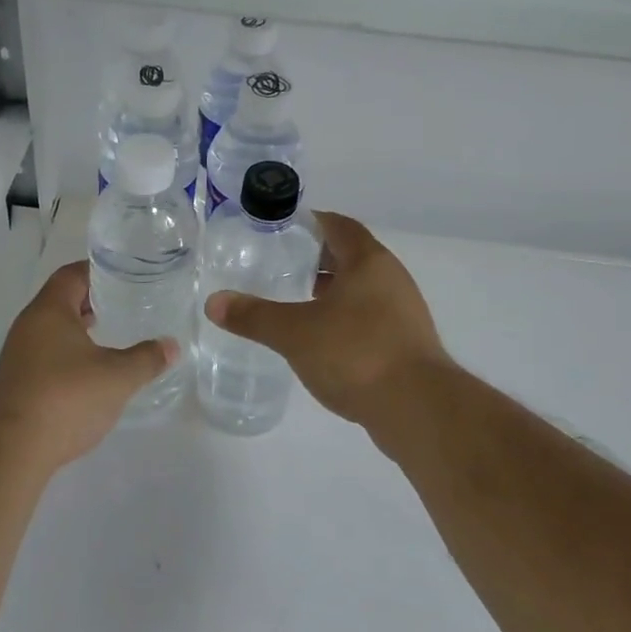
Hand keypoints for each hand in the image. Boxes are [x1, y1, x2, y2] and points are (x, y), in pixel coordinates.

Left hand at [0, 260, 175, 469]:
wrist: (13, 449)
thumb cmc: (67, 398)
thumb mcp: (118, 377)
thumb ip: (147, 358)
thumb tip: (171, 345)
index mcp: (49, 311)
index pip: (71, 275)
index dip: (96, 271)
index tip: (123, 274)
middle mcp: (28, 326)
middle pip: (60, 300)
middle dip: (90, 300)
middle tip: (122, 303)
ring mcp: (18, 355)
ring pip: (52, 329)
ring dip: (78, 329)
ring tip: (109, 335)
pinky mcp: (16, 382)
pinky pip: (45, 354)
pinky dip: (67, 353)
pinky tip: (88, 371)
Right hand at [204, 212, 449, 428]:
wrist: (417, 409)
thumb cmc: (356, 353)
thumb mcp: (294, 333)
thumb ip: (254, 316)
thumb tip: (213, 303)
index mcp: (369, 261)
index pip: (339, 226)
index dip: (311, 222)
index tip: (282, 229)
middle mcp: (391, 278)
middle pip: (351, 256)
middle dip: (317, 259)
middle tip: (281, 265)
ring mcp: (404, 312)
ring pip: (362, 289)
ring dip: (333, 291)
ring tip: (296, 301)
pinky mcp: (407, 343)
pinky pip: (370, 317)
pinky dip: (345, 319)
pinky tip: (322, 339)